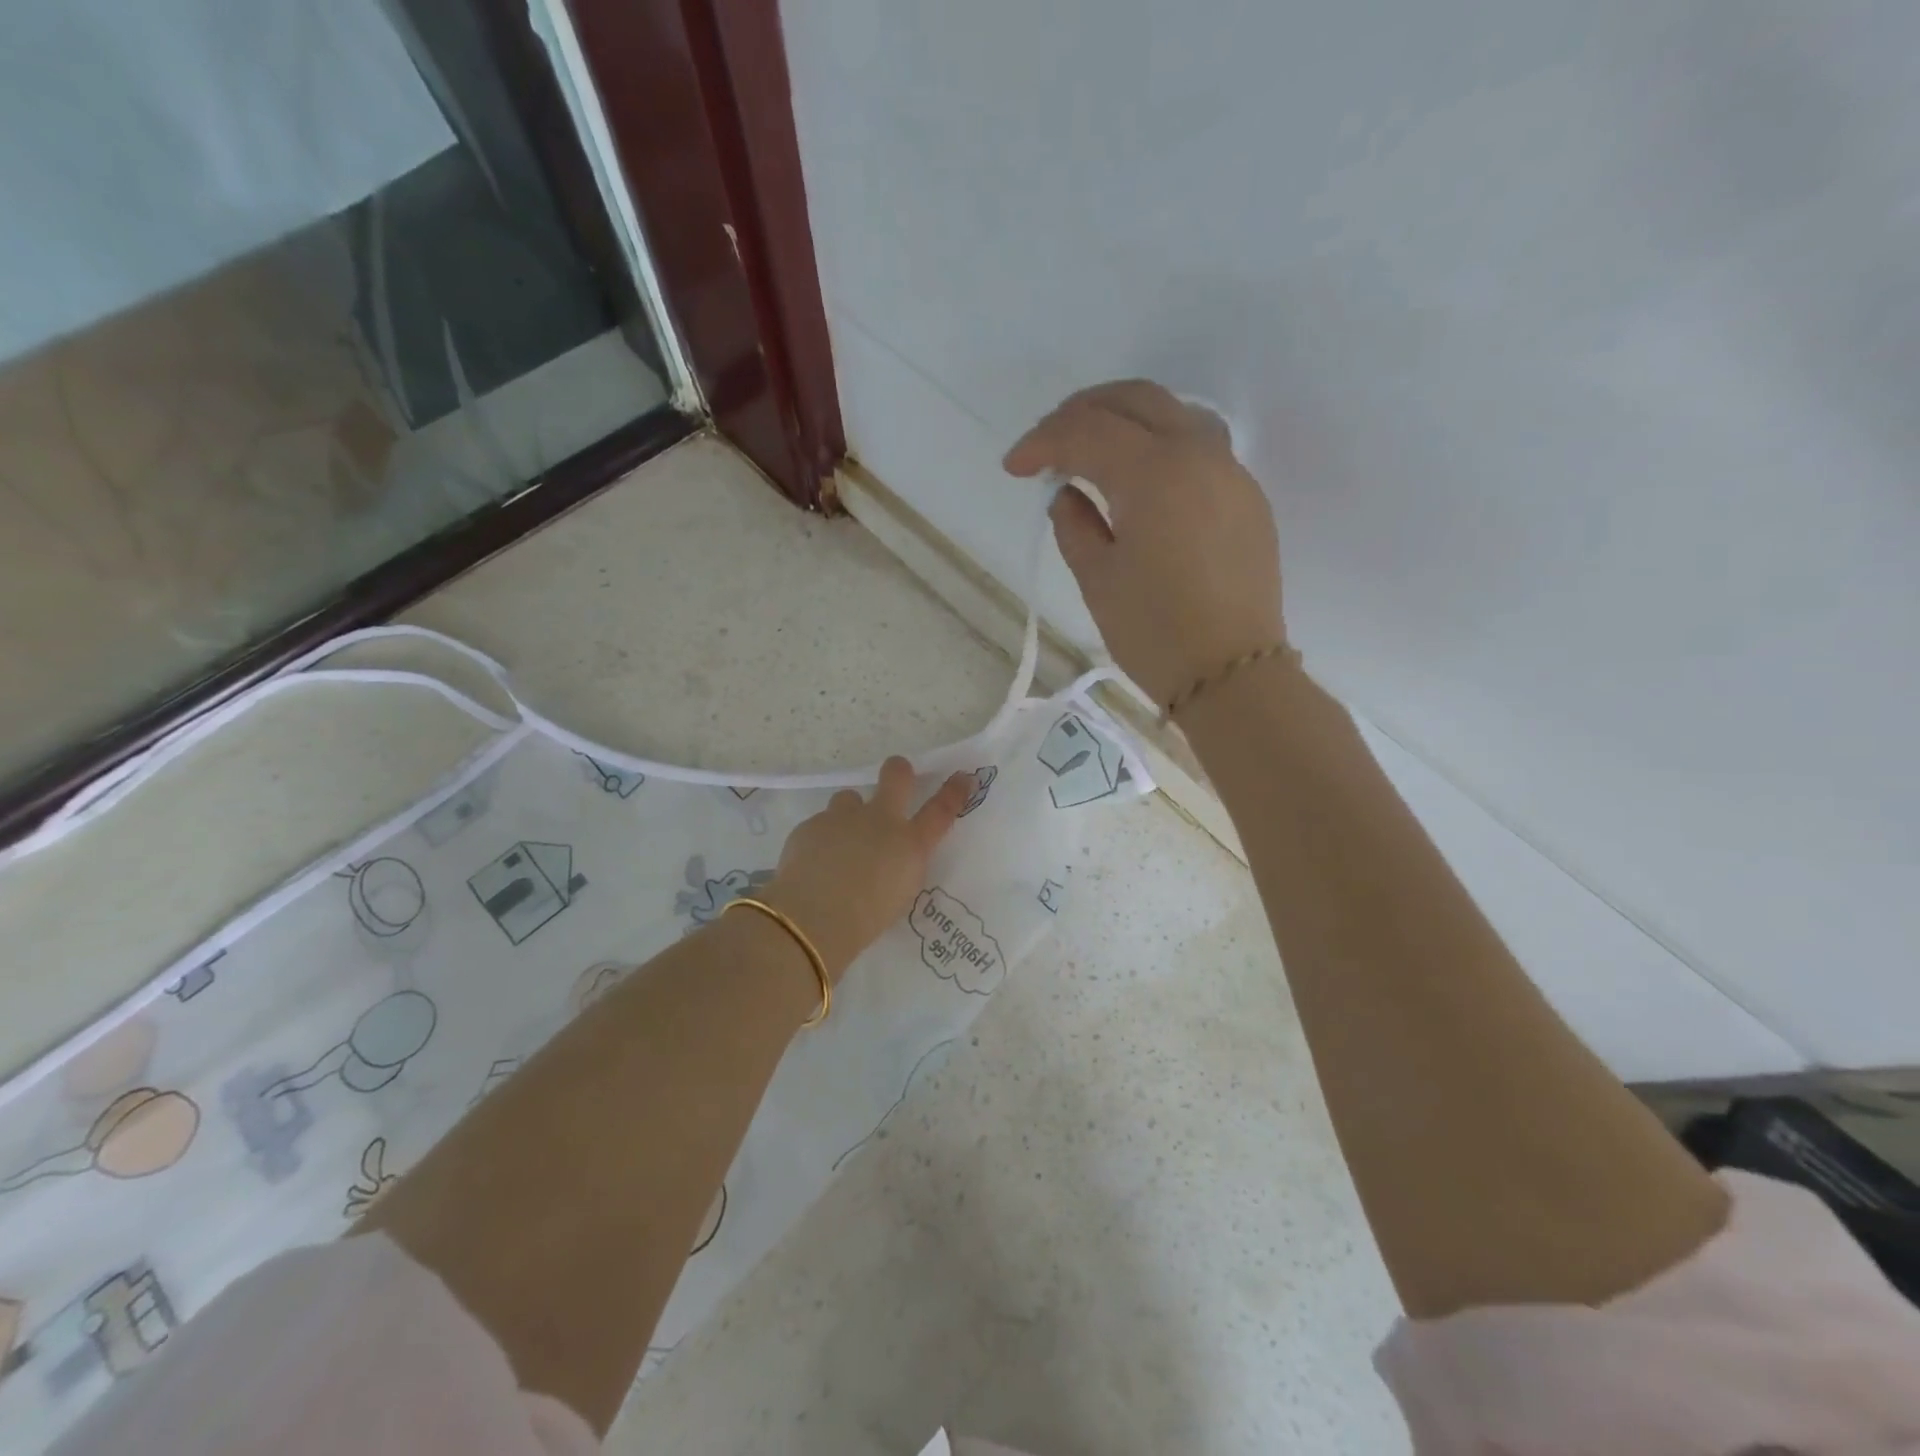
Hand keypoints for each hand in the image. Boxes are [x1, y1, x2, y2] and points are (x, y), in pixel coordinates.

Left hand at [761, 758, 973, 979]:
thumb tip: (891, 854)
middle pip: (896, 776)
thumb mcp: (899, 894)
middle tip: (898, 776)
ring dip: (850, 814)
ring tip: (841, 841)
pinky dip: (821, 840)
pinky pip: (820, 825)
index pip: (940, 810)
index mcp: (909, 844)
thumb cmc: (866, 919)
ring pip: (849, 798)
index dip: (953, 791)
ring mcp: (843, 817)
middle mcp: (879, 820)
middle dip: (899, 771)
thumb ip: (899, 866)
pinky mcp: (811, 825)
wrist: (814, 917)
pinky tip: (813, 864)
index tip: (962, 777)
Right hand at [1004, 379, 1284, 707]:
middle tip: (1048, 445)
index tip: (1014, 468)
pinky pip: (1199, 446)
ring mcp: (1230, 472)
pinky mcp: (1247, 497)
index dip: (1042, 442)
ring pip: (1173, 413)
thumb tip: (1069, 494)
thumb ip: (1074, 525)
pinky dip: (1160, 445)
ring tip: (1093, 451)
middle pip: (1134, 400)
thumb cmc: (1154, 632)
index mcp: (1153, 472)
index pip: (1087, 431)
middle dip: (1082, 413)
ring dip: (1126, 419)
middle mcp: (1198, 454)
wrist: (1231, 674)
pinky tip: (1140, 480)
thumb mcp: (1097, 579)